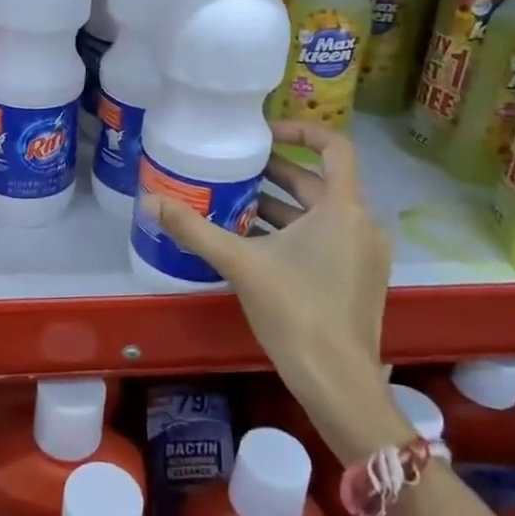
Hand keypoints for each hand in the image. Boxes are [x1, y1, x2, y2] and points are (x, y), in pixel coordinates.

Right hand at [147, 120, 401, 447]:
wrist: (338, 384)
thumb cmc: (295, 312)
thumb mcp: (240, 264)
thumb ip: (194, 229)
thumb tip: (149, 200)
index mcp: (344, 209)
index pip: (334, 147)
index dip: (300, 131)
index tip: (262, 134)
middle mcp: (362, 224)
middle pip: (318, 182)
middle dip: (275, 173)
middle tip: (233, 169)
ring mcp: (364, 255)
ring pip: (320, 213)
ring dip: (280, 205)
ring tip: (233, 204)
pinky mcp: (359, 279)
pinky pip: (326, 238)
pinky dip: (294, 232)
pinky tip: (254, 245)